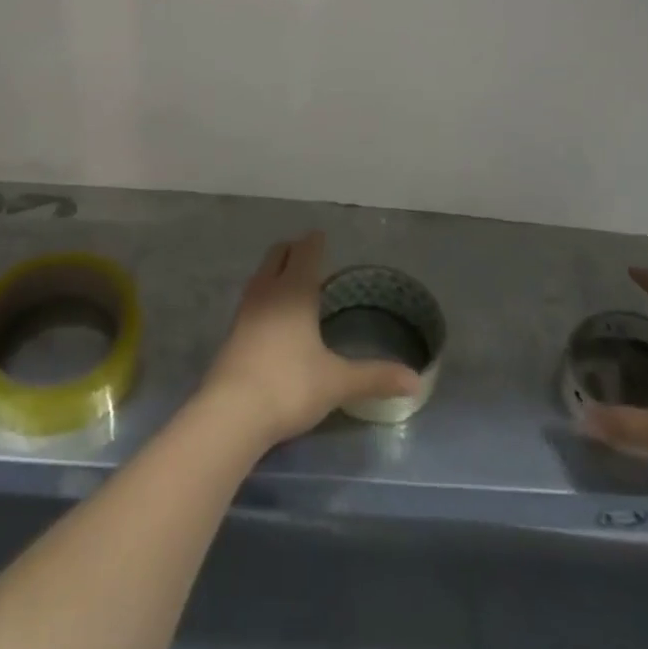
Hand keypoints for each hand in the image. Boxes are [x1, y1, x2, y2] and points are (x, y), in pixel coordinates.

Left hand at [199, 232, 421, 447]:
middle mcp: (268, 290)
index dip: (315, 242)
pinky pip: (253, 296)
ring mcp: (246, 309)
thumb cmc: (290, 385)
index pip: (305, 252)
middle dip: (293, 250)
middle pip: (278, 254)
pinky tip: (274, 314)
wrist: (232, 411)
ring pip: (262, 274)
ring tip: (294, 280)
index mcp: (295, 290)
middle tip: (310, 255)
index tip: (321, 236)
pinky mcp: (234, 330)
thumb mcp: (337, 382)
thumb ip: (375, 377)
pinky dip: (266, 292)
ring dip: (277, 269)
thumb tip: (415, 380)